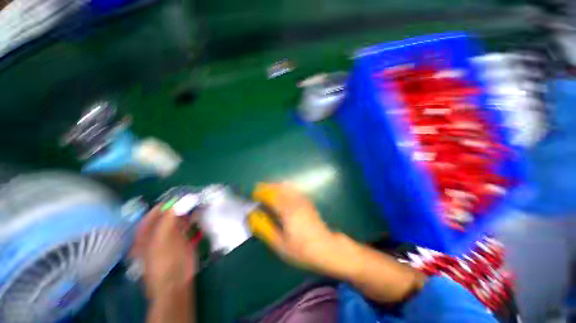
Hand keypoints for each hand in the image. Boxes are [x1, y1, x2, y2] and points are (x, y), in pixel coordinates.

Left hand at [130, 205, 196, 298]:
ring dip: (190, 210)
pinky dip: (194, 218)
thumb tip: (186, 198)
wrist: (176, 282)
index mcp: (147, 231)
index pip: (157, 210)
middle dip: (182, 204)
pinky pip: (188, 224)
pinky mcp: (184, 239)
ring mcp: (171, 235)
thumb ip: (171, 217)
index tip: (185, 193)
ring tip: (201, 201)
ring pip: (180, 218)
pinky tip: (201, 213)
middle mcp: (158, 231)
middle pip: (170, 213)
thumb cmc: (165, 261)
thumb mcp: (163, 238)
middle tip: (196, 196)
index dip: (170, 201)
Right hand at [253, 183, 342, 273]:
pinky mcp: (307, 202)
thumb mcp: (279, 243)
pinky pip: (294, 189)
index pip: (271, 195)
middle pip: (279, 188)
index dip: (261, 192)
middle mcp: (295, 201)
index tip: (253, 194)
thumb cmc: (301, 249)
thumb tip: (252, 216)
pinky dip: (285, 187)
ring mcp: (303, 200)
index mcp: (286, 210)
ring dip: (276, 185)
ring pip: (287, 187)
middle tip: (258, 190)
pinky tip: (282, 191)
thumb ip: (264, 228)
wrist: (326, 248)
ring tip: (267, 189)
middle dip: (267, 186)